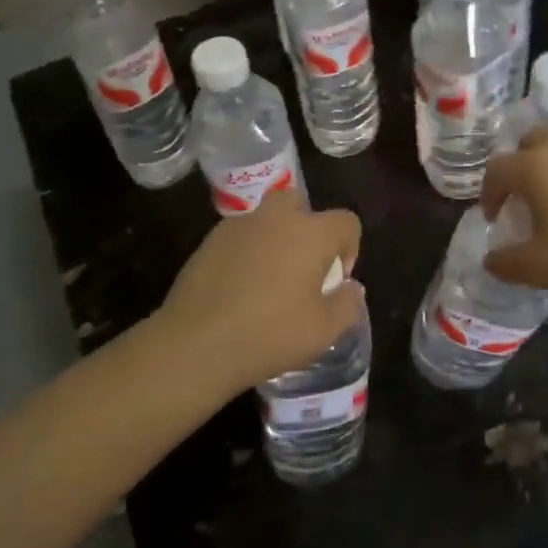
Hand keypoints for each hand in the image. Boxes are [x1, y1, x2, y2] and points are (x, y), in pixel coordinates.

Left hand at [156, 192, 363, 393]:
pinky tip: (240, 287)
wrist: (196, 344)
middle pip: (300, 203)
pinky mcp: (209, 241)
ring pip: (267, 218)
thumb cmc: (270, 335)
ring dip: (275, 238)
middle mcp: (276, 218)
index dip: (349, 248)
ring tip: (269, 280)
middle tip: (302, 266)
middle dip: (307, 227)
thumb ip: (347, 304)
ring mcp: (238, 226)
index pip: (346, 222)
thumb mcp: (323, 331)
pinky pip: (240, 236)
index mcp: (311, 233)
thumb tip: (351, 287)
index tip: (335, 280)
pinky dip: (247, 251)